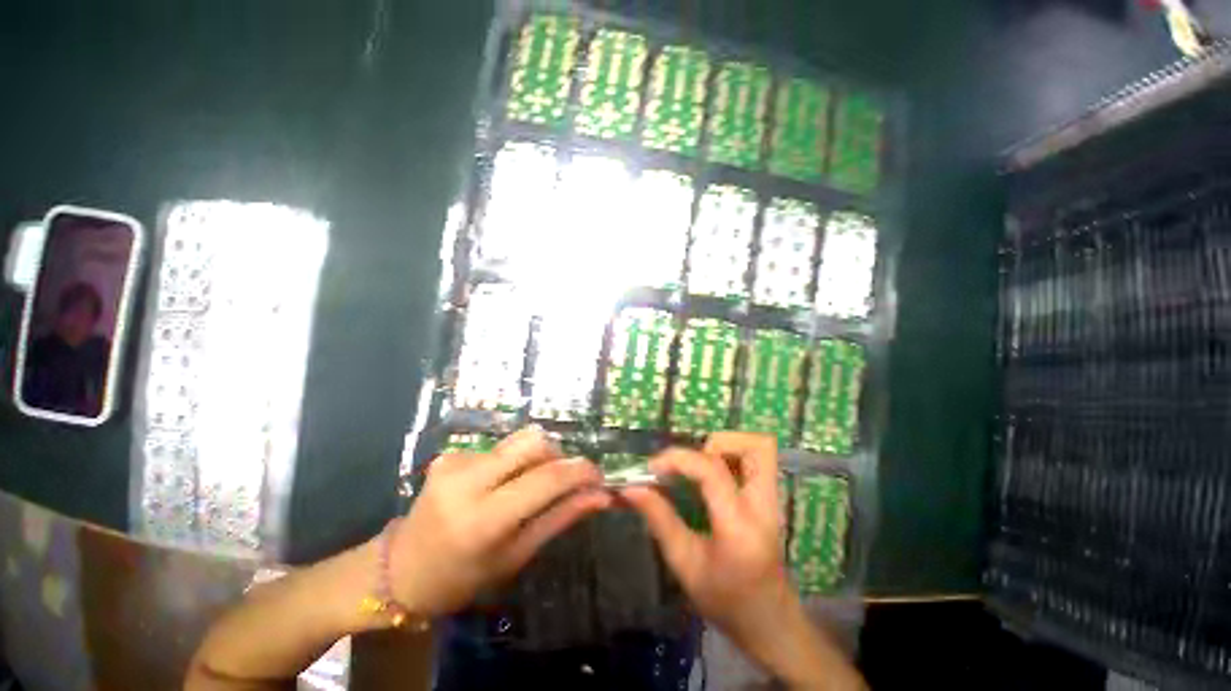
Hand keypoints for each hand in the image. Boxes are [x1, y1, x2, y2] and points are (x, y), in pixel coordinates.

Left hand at [390, 426, 610, 617]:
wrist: (403, 570)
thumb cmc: (462, 579)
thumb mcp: (514, 557)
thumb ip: (556, 521)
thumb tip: (599, 498)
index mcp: (485, 517)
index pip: (545, 479)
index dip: (580, 472)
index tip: (601, 478)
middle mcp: (466, 479)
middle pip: (530, 442)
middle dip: (559, 457)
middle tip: (569, 485)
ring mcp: (452, 463)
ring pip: (513, 445)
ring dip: (533, 464)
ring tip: (531, 496)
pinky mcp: (445, 457)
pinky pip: (493, 451)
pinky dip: (509, 467)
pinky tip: (501, 493)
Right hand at [620, 432, 792, 644]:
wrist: (765, 618)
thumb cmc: (723, 600)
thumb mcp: (685, 565)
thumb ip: (661, 522)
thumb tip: (631, 490)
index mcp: (739, 524)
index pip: (714, 470)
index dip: (679, 459)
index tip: (651, 469)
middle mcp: (764, 505)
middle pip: (757, 446)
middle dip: (718, 444)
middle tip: (688, 468)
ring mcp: (774, 503)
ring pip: (762, 452)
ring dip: (727, 452)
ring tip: (696, 475)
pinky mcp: (773, 506)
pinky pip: (759, 468)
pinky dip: (733, 465)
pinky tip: (709, 488)